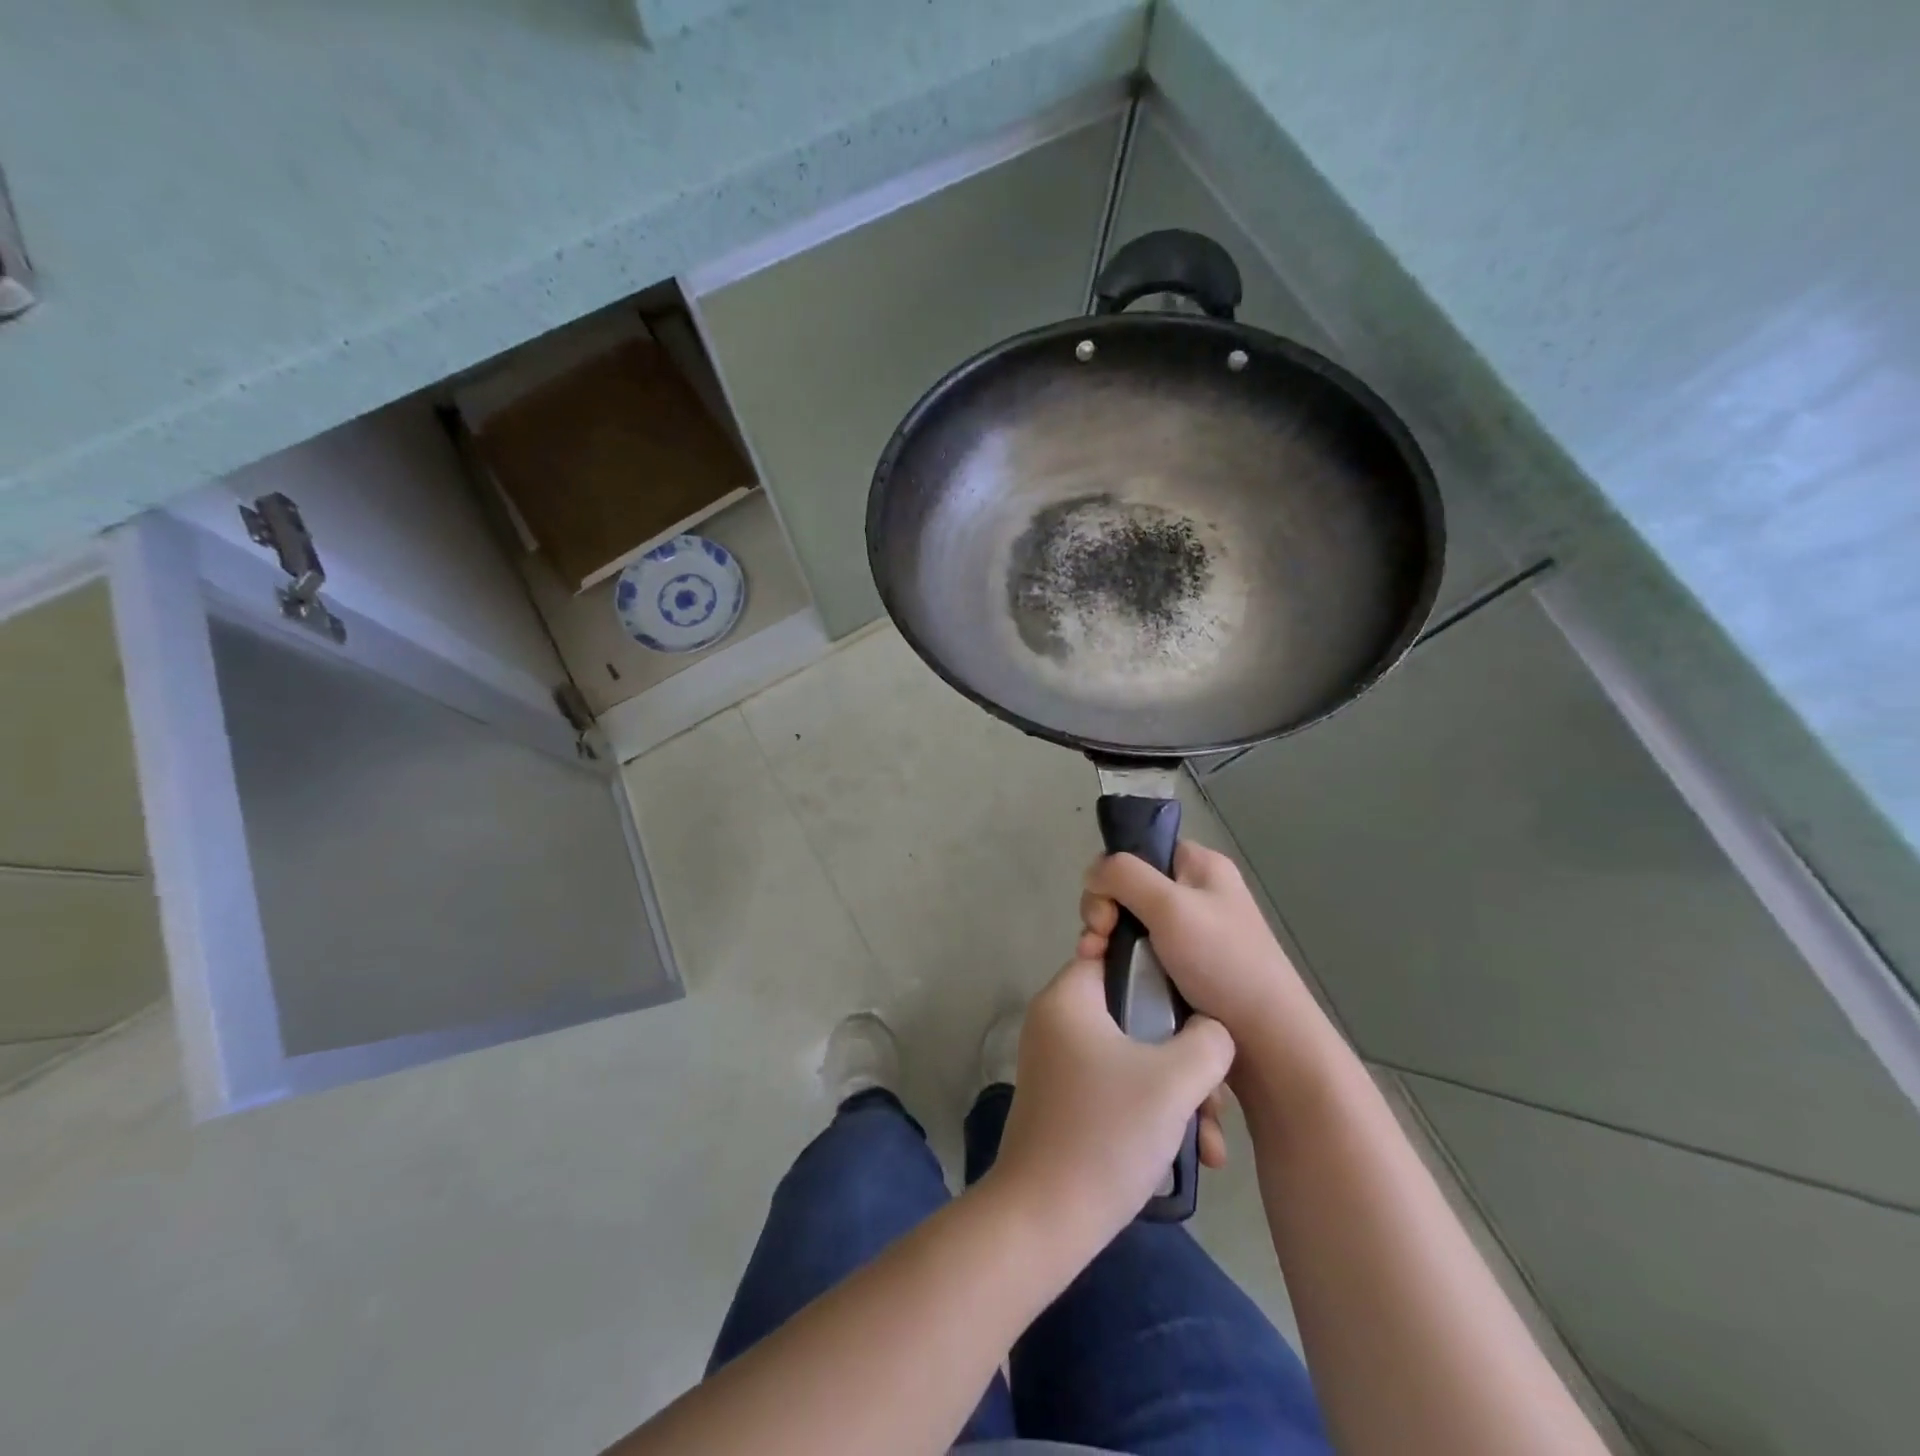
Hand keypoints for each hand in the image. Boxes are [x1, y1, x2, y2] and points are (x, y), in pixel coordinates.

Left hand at [984, 957, 1233, 1252]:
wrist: (1045, 1218)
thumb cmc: (1108, 1132)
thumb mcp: (1174, 1080)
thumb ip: (1208, 1041)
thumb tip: (1211, 1030)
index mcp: (1069, 997)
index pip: (1119, 956)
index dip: (1165, 974)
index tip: (1201, 1007)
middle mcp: (1059, 1020)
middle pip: (1136, 1014)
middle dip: (1186, 1058)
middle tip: (1215, 1100)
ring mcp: (1060, 1062)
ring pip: (1135, 1057)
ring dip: (1178, 1094)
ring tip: (1210, 1144)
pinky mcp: (1067, 1099)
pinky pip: (1119, 1085)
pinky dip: (1153, 1111)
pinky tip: (1192, 1155)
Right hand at [1078, 844, 1337, 1100]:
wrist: (1268, 1042)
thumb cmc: (1223, 963)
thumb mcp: (1171, 906)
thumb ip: (1124, 876)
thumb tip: (1092, 873)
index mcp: (1200, 867)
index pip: (1141, 849)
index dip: (1114, 873)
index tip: (1106, 909)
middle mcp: (1195, 894)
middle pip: (1128, 887)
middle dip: (1104, 912)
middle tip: (1099, 942)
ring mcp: (1189, 934)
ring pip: (1128, 924)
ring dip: (1106, 941)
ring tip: (1098, 965)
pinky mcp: (1182, 969)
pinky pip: (1139, 954)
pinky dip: (1121, 964)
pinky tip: (1111, 980)